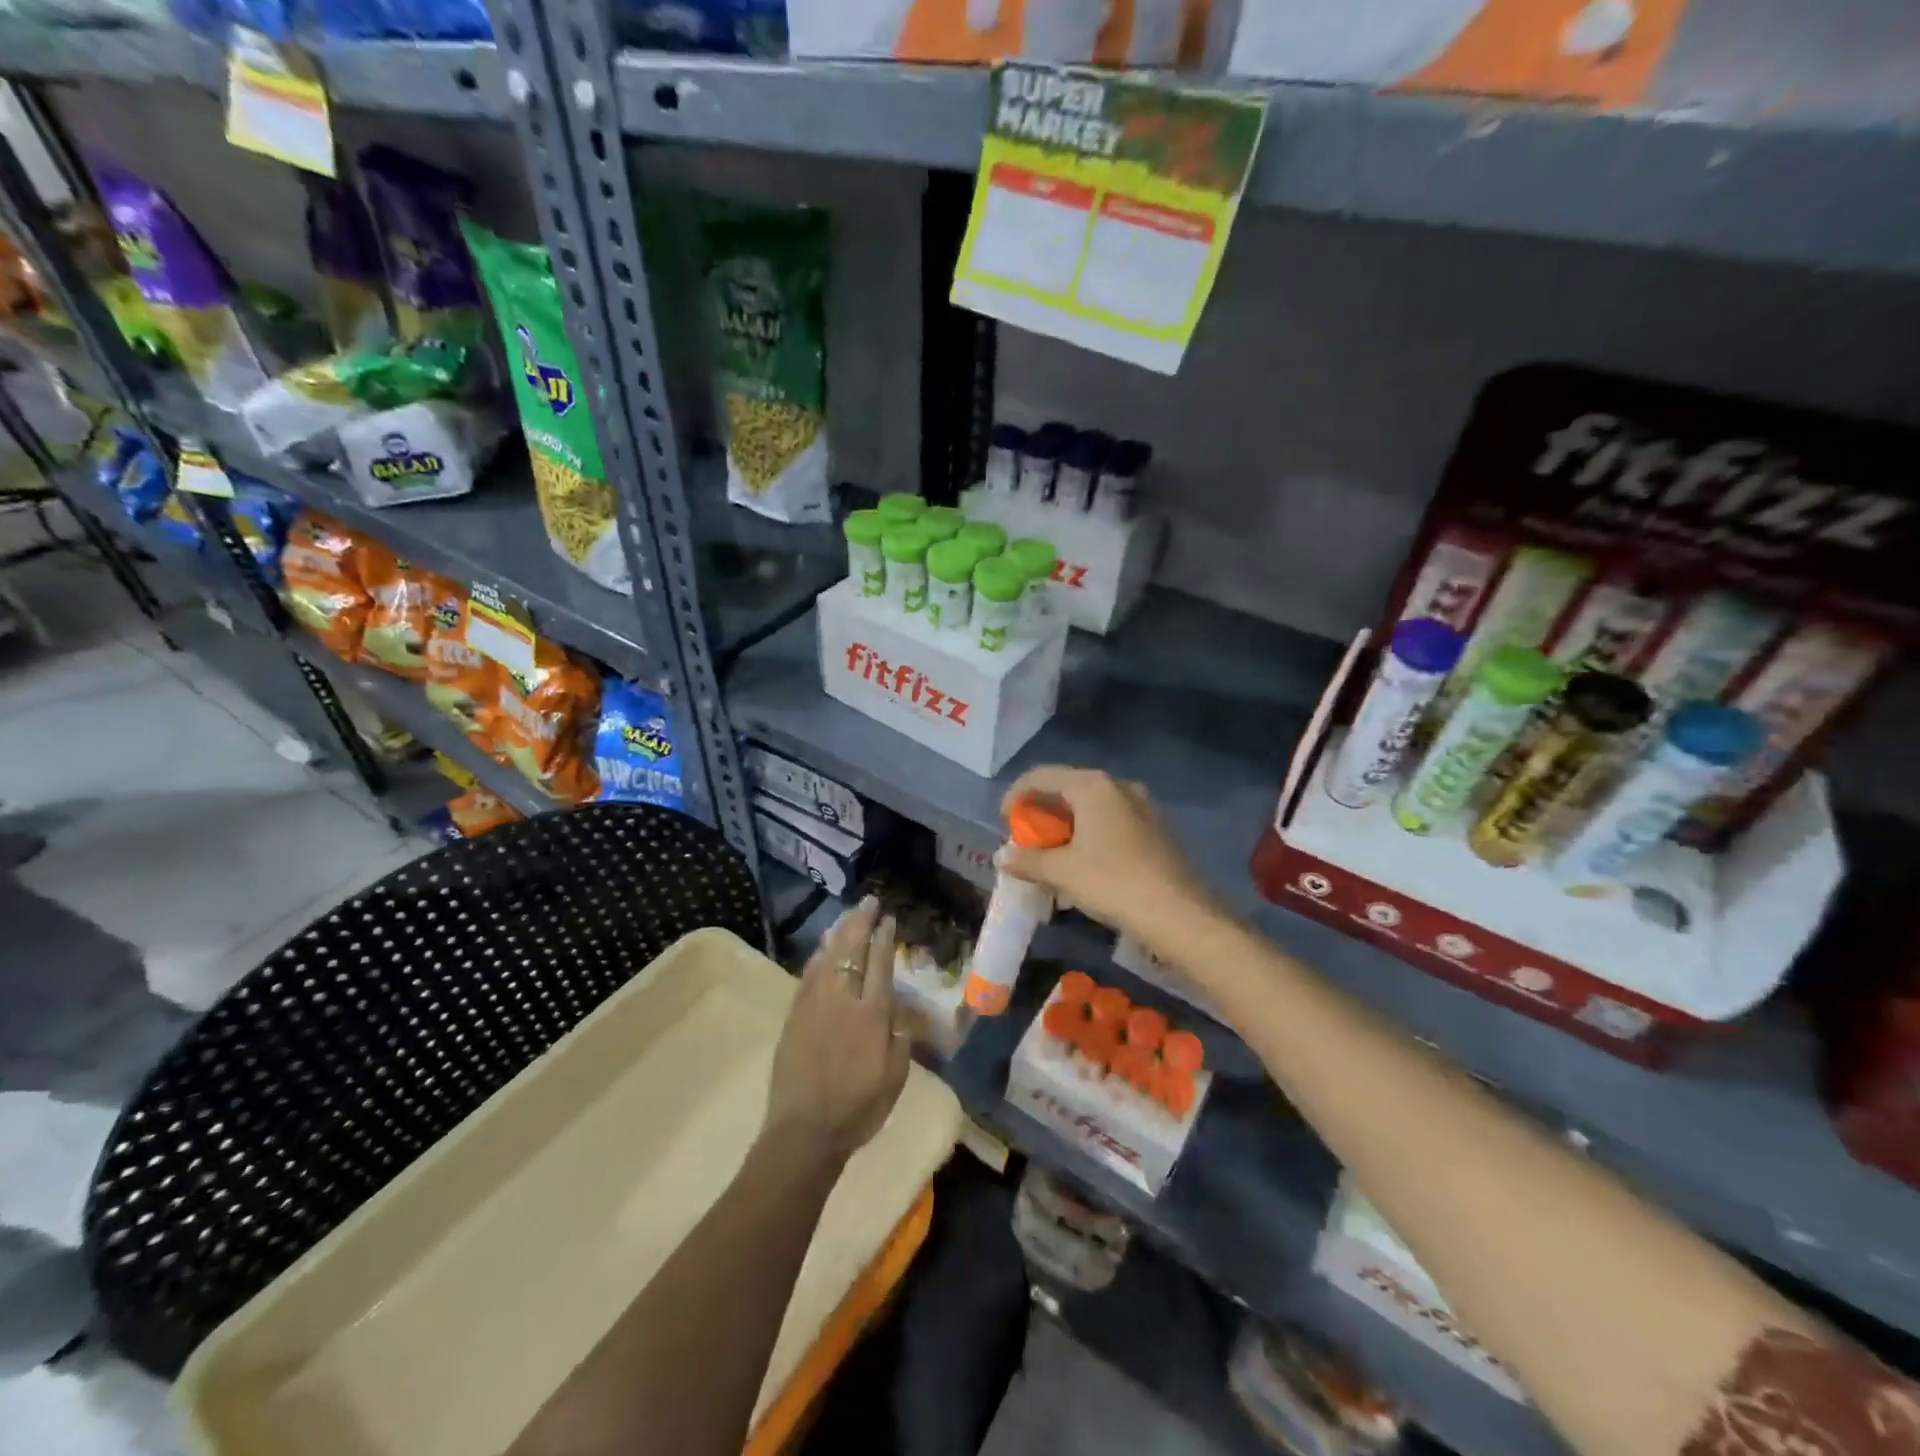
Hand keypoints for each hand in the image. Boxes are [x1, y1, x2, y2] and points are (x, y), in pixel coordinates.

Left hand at [765, 897, 910, 1163]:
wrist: (804, 1134)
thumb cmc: (858, 1109)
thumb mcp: (895, 1076)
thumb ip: (900, 1036)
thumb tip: (898, 1006)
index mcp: (871, 1015)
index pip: (879, 964)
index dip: (884, 937)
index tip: (888, 918)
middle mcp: (842, 1001)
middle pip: (850, 950)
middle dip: (860, 922)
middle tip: (868, 902)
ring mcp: (814, 1006)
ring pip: (826, 957)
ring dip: (837, 933)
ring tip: (846, 916)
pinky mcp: (794, 1017)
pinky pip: (807, 976)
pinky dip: (816, 957)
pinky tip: (820, 949)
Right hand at [999, 766, 1220, 951]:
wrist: (1178, 914)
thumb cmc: (1112, 882)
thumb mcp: (1061, 872)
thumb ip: (1028, 860)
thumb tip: (1003, 856)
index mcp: (1092, 786)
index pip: (1042, 776)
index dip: (1016, 795)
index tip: (1004, 822)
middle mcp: (1118, 786)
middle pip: (1068, 788)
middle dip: (1043, 811)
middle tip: (1027, 838)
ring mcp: (1142, 806)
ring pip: (1092, 806)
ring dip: (1067, 824)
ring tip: (1053, 853)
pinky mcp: (1156, 828)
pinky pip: (1112, 821)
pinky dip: (1090, 833)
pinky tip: (1084, 862)